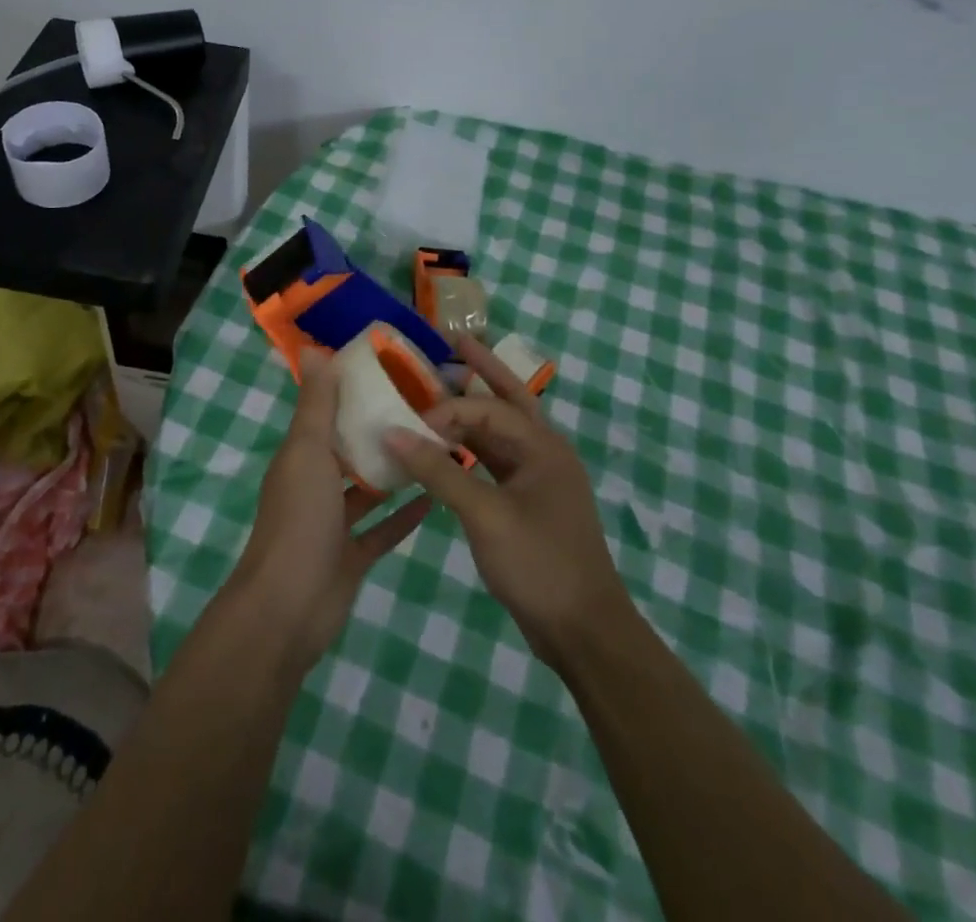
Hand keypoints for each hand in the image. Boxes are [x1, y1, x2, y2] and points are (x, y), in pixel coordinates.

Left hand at [230, 350, 432, 670]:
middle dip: (378, 431)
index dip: (351, 392)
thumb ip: (315, 403)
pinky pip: (382, 530)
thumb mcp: (307, 451)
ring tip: (435, 448)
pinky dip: (403, 517)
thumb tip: (314, 349)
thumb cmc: (299, 519)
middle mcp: (315, 485)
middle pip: (349, 450)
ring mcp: (333, 524)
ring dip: (394, 472)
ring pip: (368, 490)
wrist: (288, 607)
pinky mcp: (351, 557)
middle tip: (424, 409)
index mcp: (301, 456)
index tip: (390, 372)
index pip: (326, 414)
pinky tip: (434, 499)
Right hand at [388, 336, 629, 666]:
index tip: (409, 422)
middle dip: (483, 370)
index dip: (446, 409)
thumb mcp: (485, 516)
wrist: (584, 632)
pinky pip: (497, 461)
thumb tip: (392, 433)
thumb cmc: (539, 564)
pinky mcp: (529, 503)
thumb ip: (439, 471)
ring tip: (441, 387)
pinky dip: (472, 449)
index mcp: (543, 447)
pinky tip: (449, 447)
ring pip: (502, 431)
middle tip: (452, 343)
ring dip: (474, 411)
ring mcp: (539, 479)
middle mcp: (545, 453)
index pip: (487, 409)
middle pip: (509, 399)